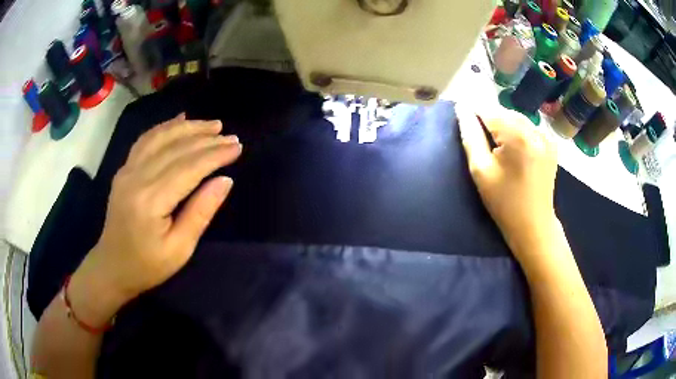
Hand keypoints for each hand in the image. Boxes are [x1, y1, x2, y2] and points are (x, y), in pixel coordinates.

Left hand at [69, 114, 241, 324]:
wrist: (112, 267)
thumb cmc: (148, 266)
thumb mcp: (180, 249)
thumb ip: (200, 212)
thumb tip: (225, 181)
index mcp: (151, 201)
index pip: (188, 168)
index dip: (215, 155)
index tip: (237, 147)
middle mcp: (136, 178)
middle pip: (176, 149)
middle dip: (206, 140)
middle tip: (231, 136)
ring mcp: (127, 171)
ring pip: (160, 137)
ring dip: (188, 128)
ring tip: (211, 125)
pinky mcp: (124, 170)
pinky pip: (145, 140)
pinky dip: (165, 127)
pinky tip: (180, 120)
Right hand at [457, 106, 558, 254]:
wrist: (534, 225)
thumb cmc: (504, 202)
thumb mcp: (481, 170)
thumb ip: (470, 136)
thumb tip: (462, 109)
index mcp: (517, 136)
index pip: (488, 111)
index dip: (474, 115)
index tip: (466, 126)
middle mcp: (534, 130)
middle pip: (504, 112)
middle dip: (490, 120)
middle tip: (482, 141)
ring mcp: (546, 137)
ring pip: (517, 118)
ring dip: (504, 125)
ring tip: (497, 146)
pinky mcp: (551, 144)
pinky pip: (529, 128)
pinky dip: (518, 132)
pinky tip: (515, 149)